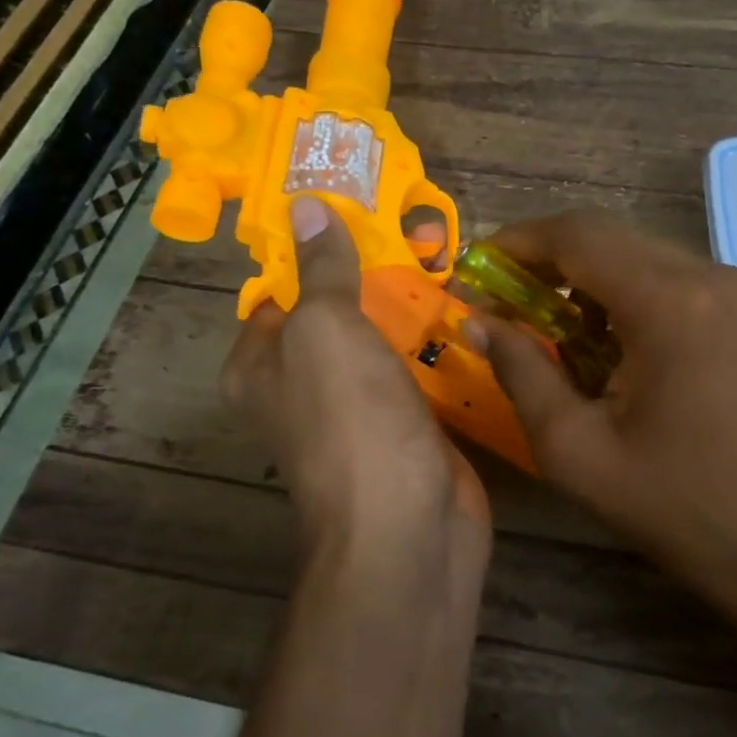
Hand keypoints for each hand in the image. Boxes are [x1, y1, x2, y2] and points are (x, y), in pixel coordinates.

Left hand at [223, 196, 489, 564]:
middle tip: (423, 226)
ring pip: (385, 341)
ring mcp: (361, 409)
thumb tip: (306, 207)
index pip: (282, 291)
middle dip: (375, 272)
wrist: (408, 529)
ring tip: (454, 256)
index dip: (315, 248)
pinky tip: (472, 311)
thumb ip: (322, 270)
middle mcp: (305, 386)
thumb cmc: (350, 422)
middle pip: (339, 312)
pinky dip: (440, 344)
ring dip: (414, 306)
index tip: (361, 208)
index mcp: (264, 364)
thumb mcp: (326, 330)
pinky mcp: (409, 426)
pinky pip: (421, 371)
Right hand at [472, 211, 736, 571]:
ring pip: (634, 253)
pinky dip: (618, 292)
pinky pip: (663, 276)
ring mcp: (731, 288)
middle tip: (498, 298)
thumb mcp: (573, 445)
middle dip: (544, 259)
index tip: (474, 269)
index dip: (517, 243)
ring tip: (540, 322)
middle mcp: (707, 275)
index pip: (577, 237)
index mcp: (669, 302)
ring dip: (581, 276)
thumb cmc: (668, 501)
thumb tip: (476, 322)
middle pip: (606, 237)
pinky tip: (596, 337)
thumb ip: (519, 370)